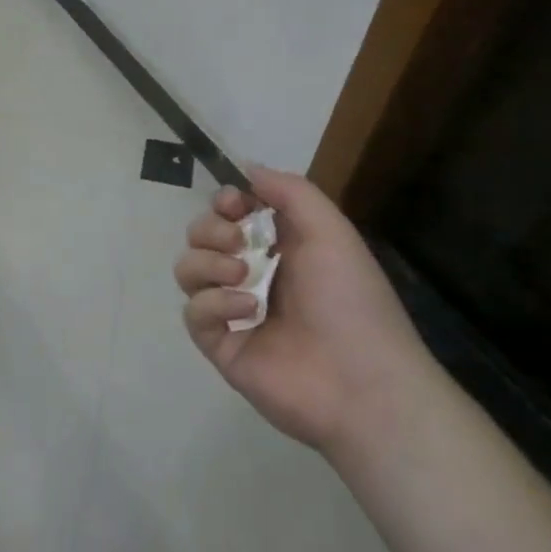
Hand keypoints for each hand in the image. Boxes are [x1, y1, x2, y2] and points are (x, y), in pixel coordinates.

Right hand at [175, 165, 435, 461]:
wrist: (362, 383)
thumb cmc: (351, 300)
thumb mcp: (330, 230)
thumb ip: (289, 191)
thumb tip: (246, 168)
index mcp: (279, 247)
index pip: (230, 213)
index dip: (224, 202)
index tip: (232, 204)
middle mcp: (251, 274)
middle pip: (201, 235)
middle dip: (211, 230)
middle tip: (239, 243)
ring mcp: (233, 310)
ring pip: (188, 269)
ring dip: (208, 262)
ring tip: (242, 276)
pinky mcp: (220, 343)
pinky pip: (193, 311)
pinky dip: (214, 303)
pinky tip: (246, 310)